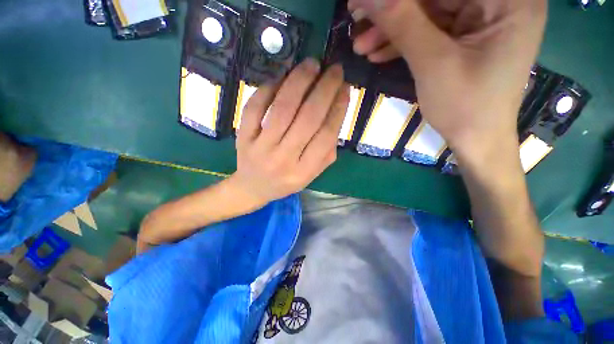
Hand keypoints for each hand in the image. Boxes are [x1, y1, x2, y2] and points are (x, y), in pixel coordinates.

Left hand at [229, 59, 349, 205]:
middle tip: (334, 69)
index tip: (345, 88)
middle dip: (324, 90)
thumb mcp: (312, 173)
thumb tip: (336, 112)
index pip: (325, 136)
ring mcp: (261, 148)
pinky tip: (282, 78)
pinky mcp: (243, 137)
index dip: (338, 109)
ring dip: (299, 82)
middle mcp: (283, 160)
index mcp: (303, 172)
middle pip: (307, 119)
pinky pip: (255, 108)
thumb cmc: (287, 181)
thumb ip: (327, 150)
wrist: (253, 187)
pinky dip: (268, 88)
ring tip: (311, 65)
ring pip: (282, 109)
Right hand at [347, 0, 546, 157]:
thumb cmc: (465, 107)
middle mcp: (498, 2)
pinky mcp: (465, 37)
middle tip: (357, 19)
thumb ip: (403, 24)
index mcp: (507, 0)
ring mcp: (481, 19)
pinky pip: (429, 31)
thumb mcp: (433, 63)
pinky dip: (402, 42)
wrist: (476, 138)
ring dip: (391, 30)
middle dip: (392, 11)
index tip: (361, 2)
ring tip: (361, 46)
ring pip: (427, 13)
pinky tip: (377, 53)